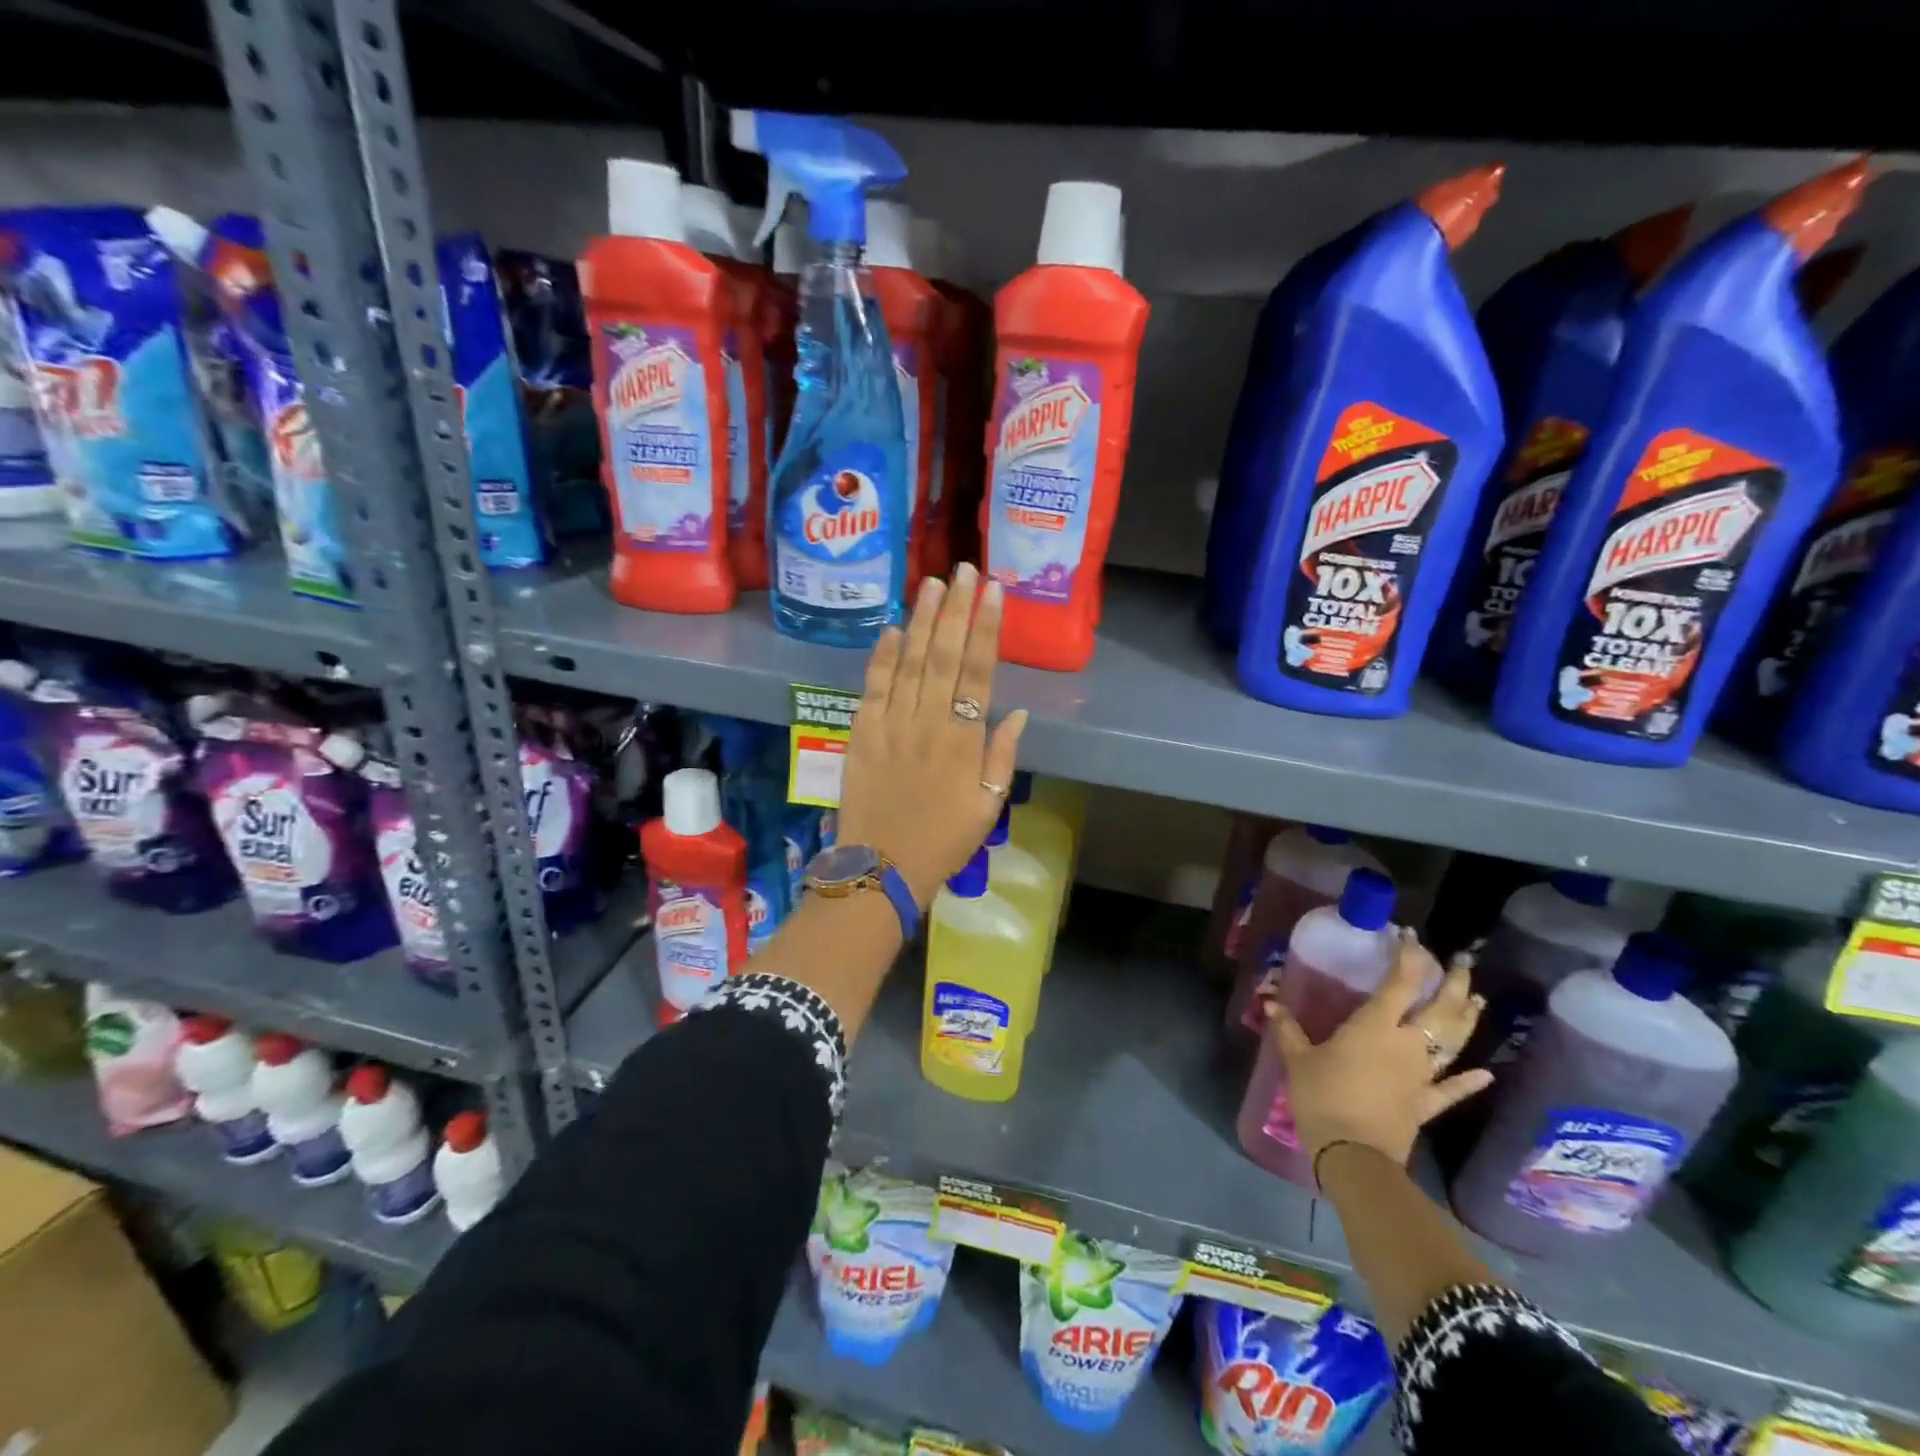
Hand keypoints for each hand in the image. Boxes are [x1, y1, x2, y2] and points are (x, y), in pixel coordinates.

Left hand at [836, 565, 1028, 906]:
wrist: (882, 868)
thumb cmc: (943, 841)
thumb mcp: (988, 807)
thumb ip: (1001, 757)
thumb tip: (1014, 713)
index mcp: (964, 741)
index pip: (978, 672)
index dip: (987, 629)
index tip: (993, 593)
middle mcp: (928, 722)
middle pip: (945, 656)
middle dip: (957, 610)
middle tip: (964, 570)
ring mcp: (891, 724)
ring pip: (910, 662)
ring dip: (923, 621)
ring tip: (933, 584)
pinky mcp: (861, 732)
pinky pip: (873, 686)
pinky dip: (883, 656)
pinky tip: (893, 628)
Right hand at [1260, 931, 1491, 1170]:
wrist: (1353, 1155)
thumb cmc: (1322, 1097)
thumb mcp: (1297, 1059)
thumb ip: (1289, 1028)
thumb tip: (1271, 1000)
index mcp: (1374, 1027)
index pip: (1398, 983)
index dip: (1407, 957)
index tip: (1409, 936)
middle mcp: (1407, 1044)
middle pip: (1439, 1009)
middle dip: (1452, 982)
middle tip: (1462, 961)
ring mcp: (1422, 1075)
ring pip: (1453, 1043)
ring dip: (1466, 1019)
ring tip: (1477, 998)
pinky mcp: (1426, 1105)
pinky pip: (1452, 1090)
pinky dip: (1470, 1082)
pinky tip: (1486, 1073)